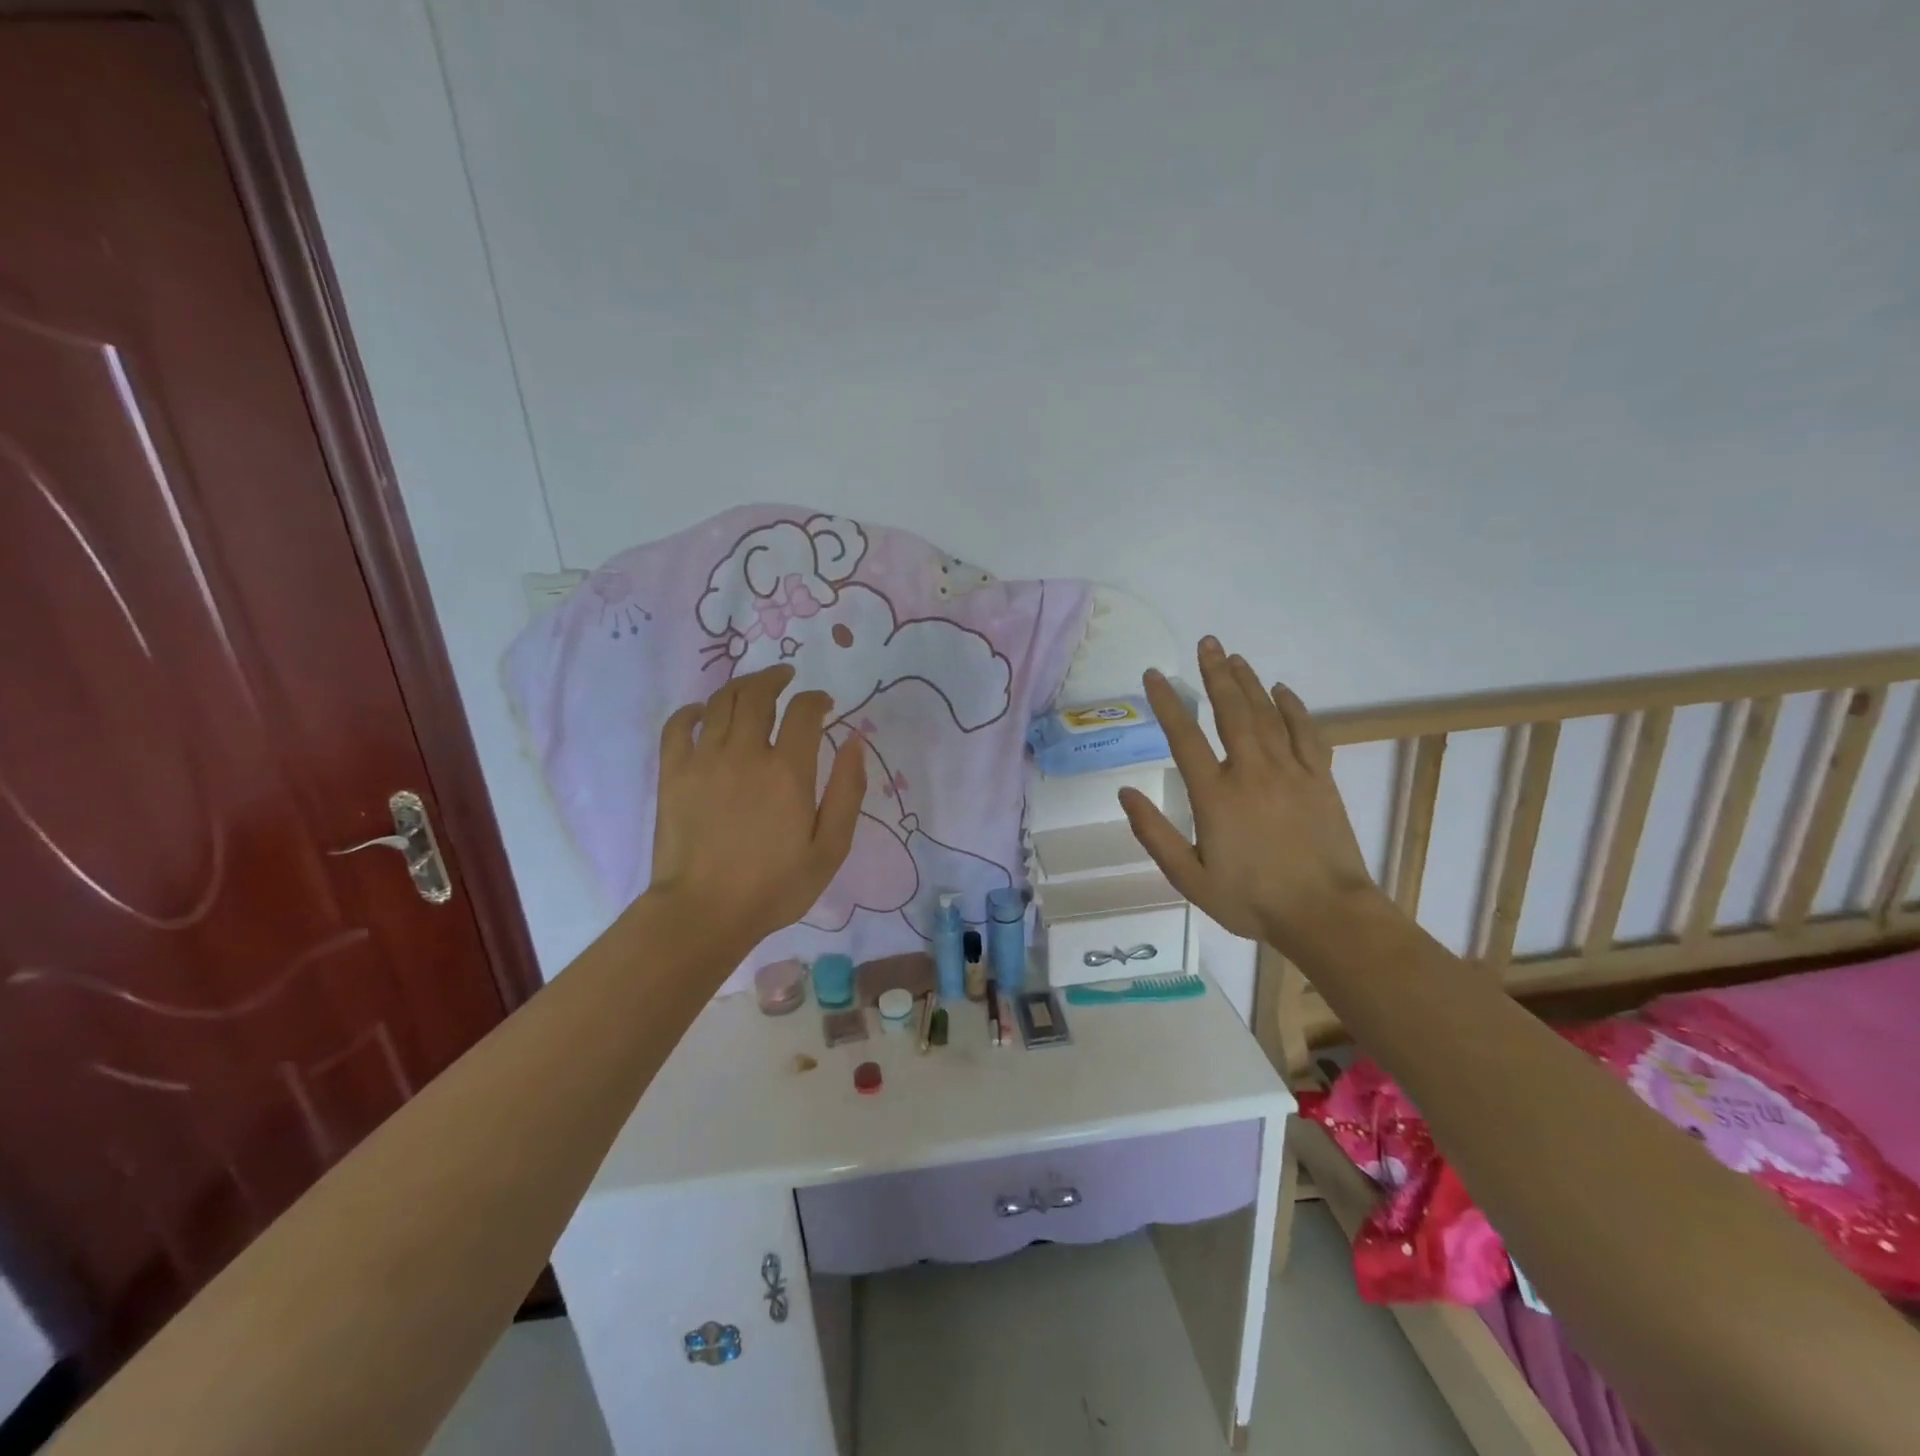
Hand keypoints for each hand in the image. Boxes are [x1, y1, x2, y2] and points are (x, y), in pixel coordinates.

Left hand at [647, 665, 865, 958]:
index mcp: (788, 771)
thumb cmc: (774, 886)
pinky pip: (678, 726)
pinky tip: (701, 712)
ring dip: (740, 687)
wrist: (704, 913)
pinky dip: (692, 711)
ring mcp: (704, 760)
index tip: (824, 703)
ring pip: (720, 703)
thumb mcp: (830, 849)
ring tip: (752, 688)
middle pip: (758, 694)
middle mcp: (746, 753)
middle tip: (786, 677)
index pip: (804, 712)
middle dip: (775, 678)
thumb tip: (855, 742)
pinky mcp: (673, 774)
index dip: (816, 699)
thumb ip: (847, 792)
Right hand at [1118, 638, 1382, 955]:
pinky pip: (1305, 732)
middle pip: (1230, 711)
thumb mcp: (1189, 878)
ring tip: (1233, 657)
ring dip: (1248, 682)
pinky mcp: (1319, 779)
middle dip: (1215, 674)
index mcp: (1215, 795)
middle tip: (1207, 642)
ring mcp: (1290, 771)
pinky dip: (1292, 708)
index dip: (1167, 702)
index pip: (1184, 737)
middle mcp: (1251, 772)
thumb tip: (1126, 793)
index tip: (1155, 675)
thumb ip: (1154, 834)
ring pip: (1266, 714)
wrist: (1325, 914)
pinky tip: (1282, 690)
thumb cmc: (1251, 900)